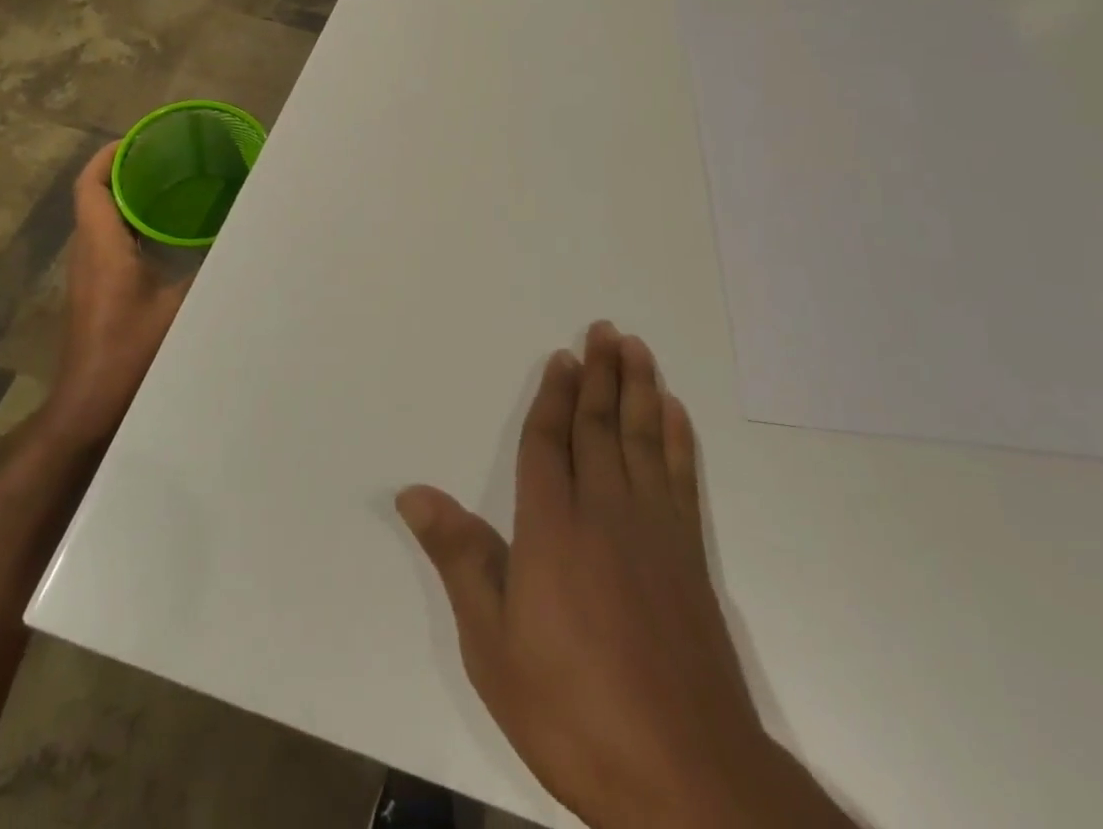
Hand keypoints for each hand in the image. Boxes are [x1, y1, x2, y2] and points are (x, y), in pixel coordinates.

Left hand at [34, 139, 192, 453]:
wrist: (90, 407)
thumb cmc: (130, 353)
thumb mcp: (181, 307)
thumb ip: (211, 271)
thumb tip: (244, 244)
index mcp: (102, 246)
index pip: (92, 184)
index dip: (111, 155)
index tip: (142, 138)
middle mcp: (87, 253)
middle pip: (97, 195)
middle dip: (128, 170)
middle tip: (169, 157)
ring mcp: (88, 274)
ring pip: (102, 219)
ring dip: (130, 197)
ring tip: (172, 185)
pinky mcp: (95, 291)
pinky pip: (109, 240)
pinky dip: (133, 224)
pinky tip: (167, 234)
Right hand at [397, 323, 853, 828]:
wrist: (684, 775)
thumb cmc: (572, 709)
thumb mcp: (493, 646)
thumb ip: (460, 559)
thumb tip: (413, 493)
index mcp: (552, 526)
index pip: (549, 441)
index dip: (553, 395)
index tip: (561, 356)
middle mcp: (605, 510)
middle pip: (599, 424)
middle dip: (599, 373)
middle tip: (604, 328)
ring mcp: (654, 529)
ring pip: (643, 437)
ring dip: (638, 387)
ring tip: (636, 348)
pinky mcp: (690, 554)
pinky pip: (681, 476)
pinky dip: (677, 437)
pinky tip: (673, 412)